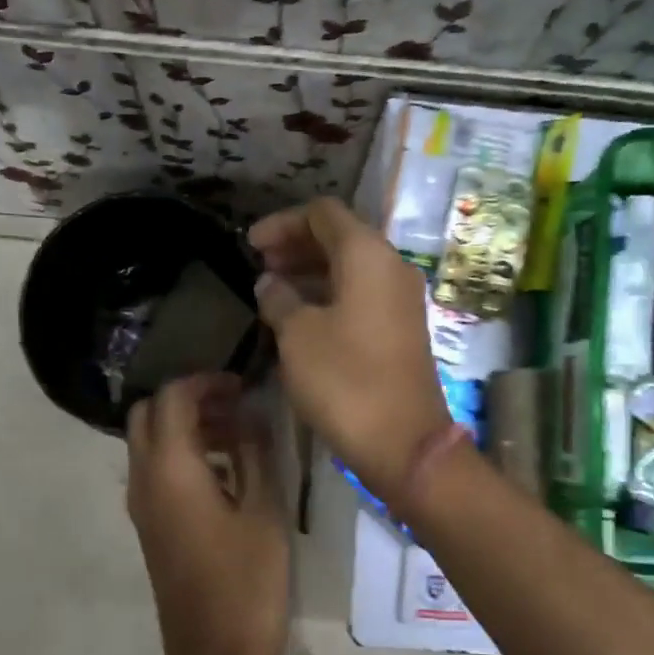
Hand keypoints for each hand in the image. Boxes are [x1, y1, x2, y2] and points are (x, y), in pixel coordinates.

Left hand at [126, 374, 289, 654]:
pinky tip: (225, 470)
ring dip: (184, 426)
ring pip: (148, 442)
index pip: (172, 398)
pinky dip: (182, 453)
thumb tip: (250, 412)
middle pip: (148, 414)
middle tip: (234, 405)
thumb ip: (255, 451)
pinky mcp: (149, 526)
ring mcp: (141, 506)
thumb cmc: (248, 582)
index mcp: (171, 471)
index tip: (243, 385)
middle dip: (188, 399)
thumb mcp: (263, 510)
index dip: (206, 382)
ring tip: (238, 433)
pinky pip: (155, 470)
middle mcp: (144, 481)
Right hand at [250, 198, 452, 505]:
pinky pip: (362, 293)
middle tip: (259, 264)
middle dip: (296, 245)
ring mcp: (401, 299)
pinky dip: (330, 294)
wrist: (403, 441)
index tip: (250, 245)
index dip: (282, 222)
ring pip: (351, 267)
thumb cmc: (345, 380)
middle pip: (340, 237)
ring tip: (272, 290)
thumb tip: (269, 283)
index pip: (323, 213)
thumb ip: (279, 299)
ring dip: (311, 271)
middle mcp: (392, 266)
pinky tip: (301, 315)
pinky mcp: (402, 328)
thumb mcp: (297, 336)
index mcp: (368, 254)